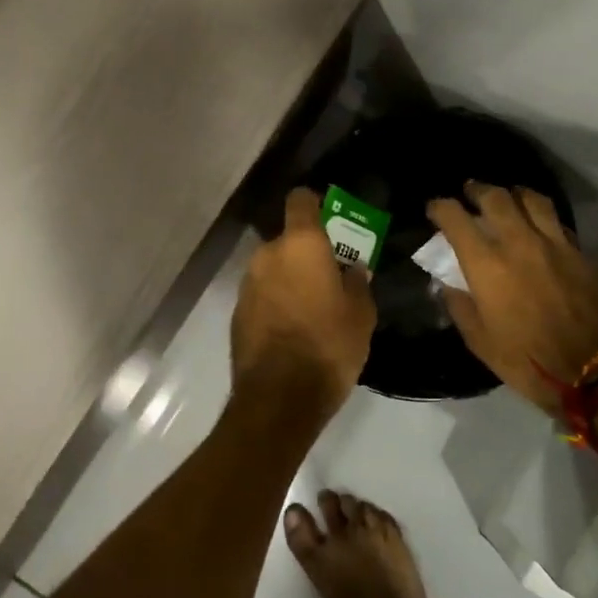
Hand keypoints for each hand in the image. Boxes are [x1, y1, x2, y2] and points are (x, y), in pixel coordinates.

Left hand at [231, 187, 376, 414]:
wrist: (279, 397)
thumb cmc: (329, 345)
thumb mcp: (361, 315)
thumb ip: (357, 283)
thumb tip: (353, 269)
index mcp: (300, 245)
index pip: (301, 200)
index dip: (315, 203)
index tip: (330, 216)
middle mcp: (268, 255)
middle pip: (288, 240)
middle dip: (307, 253)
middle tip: (330, 276)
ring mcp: (247, 284)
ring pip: (274, 269)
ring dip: (290, 279)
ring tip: (313, 308)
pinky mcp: (237, 313)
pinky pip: (263, 295)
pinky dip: (276, 303)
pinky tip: (293, 329)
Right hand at [426, 183, 597, 416]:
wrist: (595, 372)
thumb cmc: (528, 361)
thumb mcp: (480, 342)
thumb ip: (461, 306)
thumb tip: (448, 284)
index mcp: (487, 265)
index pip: (456, 219)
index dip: (441, 208)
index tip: (435, 209)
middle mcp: (519, 244)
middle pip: (496, 198)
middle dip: (478, 190)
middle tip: (470, 192)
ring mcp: (555, 245)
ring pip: (532, 200)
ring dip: (514, 194)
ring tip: (508, 197)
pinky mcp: (581, 254)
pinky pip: (557, 223)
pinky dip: (542, 217)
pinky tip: (539, 226)